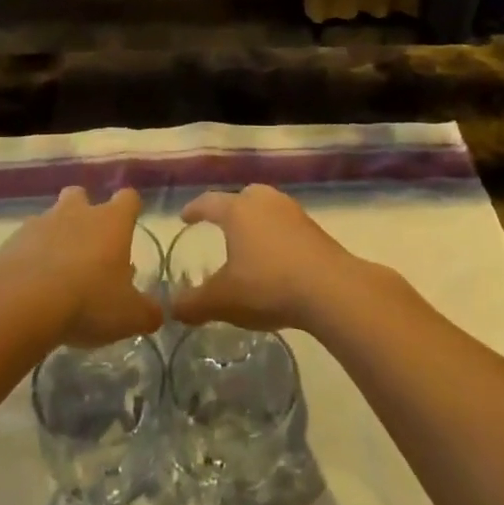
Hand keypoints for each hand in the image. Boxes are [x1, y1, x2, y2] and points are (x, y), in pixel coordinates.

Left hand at [0, 186, 161, 347]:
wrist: (20, 305)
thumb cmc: (88, 301)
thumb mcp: (129, 316)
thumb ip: (147, 312)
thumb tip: (156, 313)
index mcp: (111, 221)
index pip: (128, 198)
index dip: (130, 210)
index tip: (129, 226)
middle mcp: (76, 213)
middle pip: (81, 195)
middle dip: (84, 213)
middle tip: (88, 247)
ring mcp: (39, 224)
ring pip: (50, 219)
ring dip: (54, 238)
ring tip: (56, 274)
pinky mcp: (10, 243)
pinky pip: (24, 244)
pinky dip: (28, 259)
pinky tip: (30, 287)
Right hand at [171, 185, 356, 331]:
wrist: (331, 290)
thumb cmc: (268, 286)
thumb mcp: (223, 301)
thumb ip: (193, 304)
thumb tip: (172, 308)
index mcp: (238, 211)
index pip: (209, 202)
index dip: (195, 209)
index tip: (185, 217)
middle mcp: (265, 202)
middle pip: (244, 196)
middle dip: (230, 208)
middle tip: (221, 225)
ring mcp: (293, 213)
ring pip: (268, 208)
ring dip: (257, 221)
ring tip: (250, 243)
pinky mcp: (315, 229)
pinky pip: (287, 225)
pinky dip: (276, 235)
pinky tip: (276, 258)